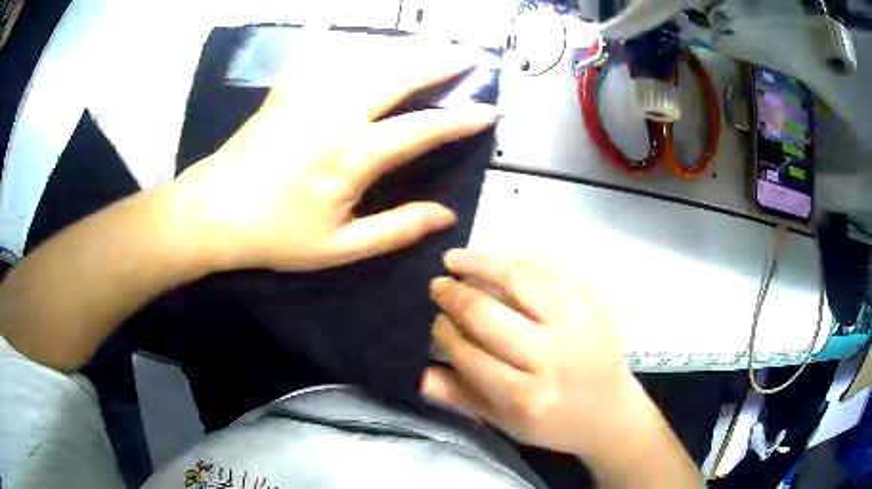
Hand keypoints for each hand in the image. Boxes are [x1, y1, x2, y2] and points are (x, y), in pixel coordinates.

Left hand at [170, 40, 496, 271]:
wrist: (212, 212)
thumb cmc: (274, 235)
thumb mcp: (338, 247)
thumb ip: (396, 229)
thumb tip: (446, 217)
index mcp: (350, 155)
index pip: (422, 128)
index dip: (461, 119)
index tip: (489, 112)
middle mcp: (334, 111)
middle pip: (400, 72)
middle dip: (442, 61)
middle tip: (471, 56)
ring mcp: (308, 91)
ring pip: (369, 53)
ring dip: (406, 47)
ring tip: (432, 46)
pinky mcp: (288, 85)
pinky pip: (328, 50)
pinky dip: (355, 42)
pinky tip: (368, 42)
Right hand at [424, 250, 652, 455]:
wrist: (610, 410)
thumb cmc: (553, 422)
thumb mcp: (504, 423)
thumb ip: (461, 398)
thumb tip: (420, 372)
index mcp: (528, 397)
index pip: (470, 355)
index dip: (445, 332)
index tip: (436, 321)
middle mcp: (554, 357)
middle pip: (489, 315)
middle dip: (454, 296)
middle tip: (438, 286)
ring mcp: (579, 322)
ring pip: (520, 279)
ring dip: (480, 263)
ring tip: (455, 259)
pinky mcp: (595, 300)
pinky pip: (550, 267)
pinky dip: (517, 258)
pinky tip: (496, 259)